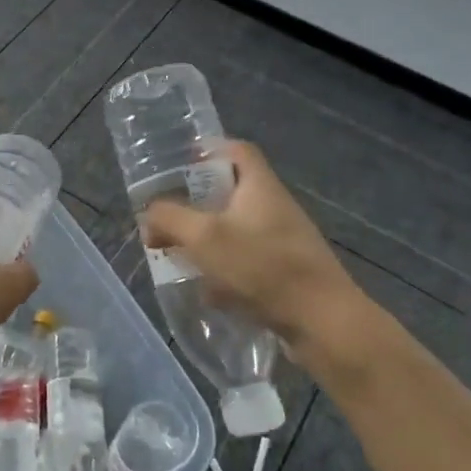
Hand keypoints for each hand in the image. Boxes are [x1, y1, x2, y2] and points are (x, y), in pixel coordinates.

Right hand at [141, 141, 373, 349]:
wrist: (321, 321)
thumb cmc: (263, 266)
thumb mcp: (204, 237)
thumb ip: (170, 219)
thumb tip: (149, 213)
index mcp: (260, 187)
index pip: (238, 150)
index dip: (209, 149)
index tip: (180, 163)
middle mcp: (275, 208)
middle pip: (232, 192)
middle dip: (196, 204)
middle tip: (168, 217)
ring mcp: (284, 242)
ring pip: (236, 230)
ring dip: (207, 241)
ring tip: (179, 255)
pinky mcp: (286, 273)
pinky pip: (247, 263)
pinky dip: (224, 271)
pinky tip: (208, 292)